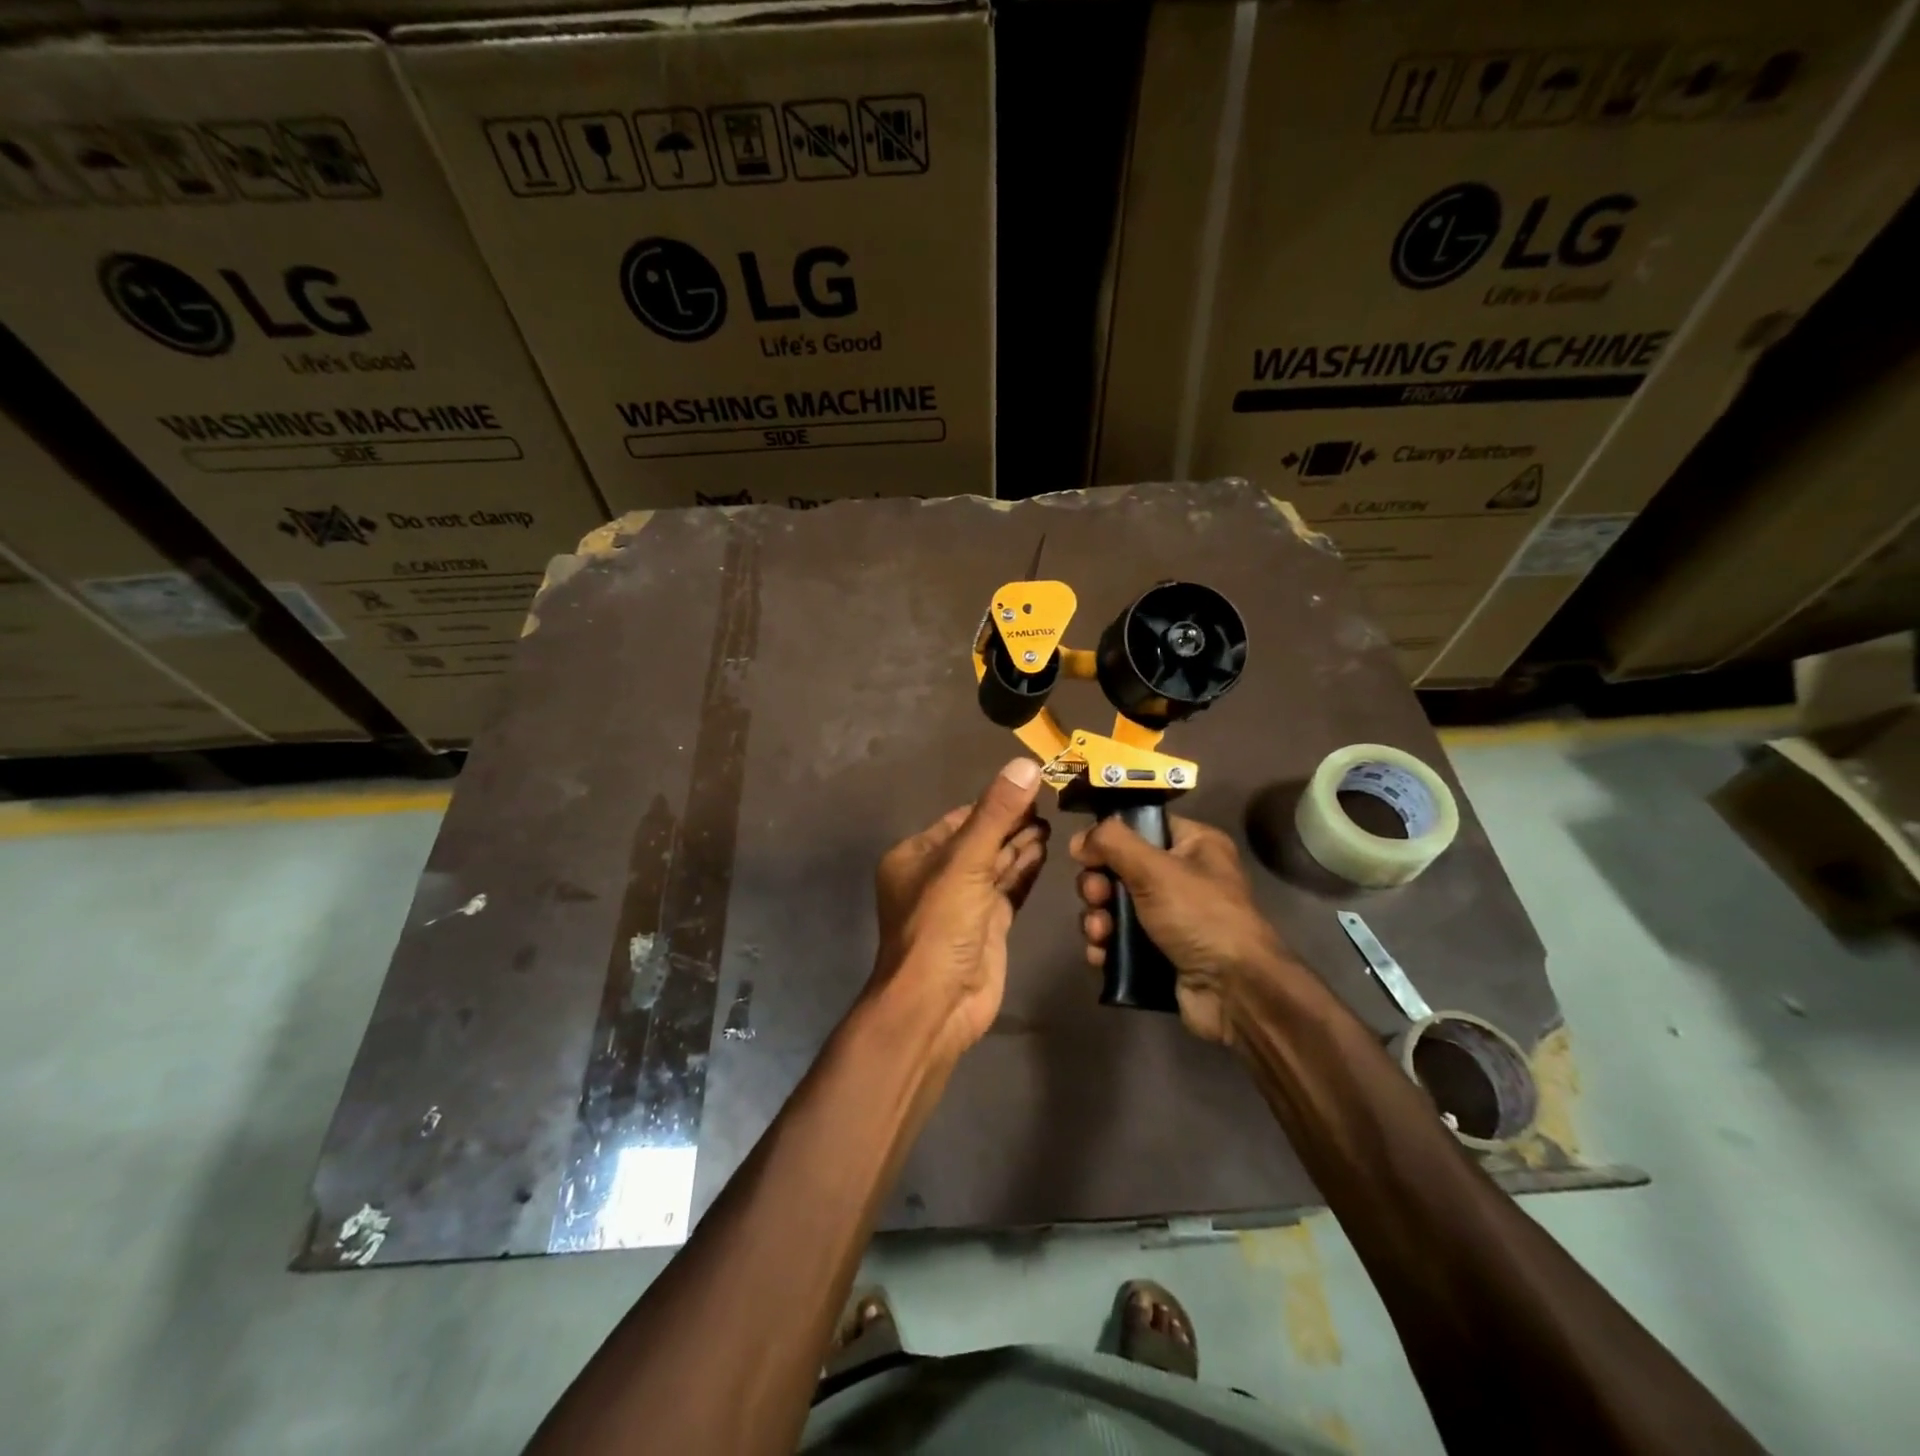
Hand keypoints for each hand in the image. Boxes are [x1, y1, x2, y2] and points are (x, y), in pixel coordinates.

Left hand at [870, 758, 1049, 1055]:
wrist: (936, 1005)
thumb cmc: (940, 926)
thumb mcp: (966, 862)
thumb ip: (997, 814)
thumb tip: (1026, 764)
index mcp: (916, 856)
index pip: (960, 818)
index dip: (995, 802)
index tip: (1031, 784)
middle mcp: (937, 876)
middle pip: (981, 839)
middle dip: (1012, 822)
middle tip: (1049, 801)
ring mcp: (963, 903)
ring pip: (996, 864)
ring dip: (1021, 844)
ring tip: (1052, 823)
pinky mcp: (986, 926)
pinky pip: (1008, 890)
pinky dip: (1025, 870)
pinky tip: (1044, 851)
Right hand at [1071, 815, 1288, 1046]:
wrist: (1233, 992)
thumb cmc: (1199, 916)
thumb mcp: (1155, 869)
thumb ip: (1112, 843)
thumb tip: (1079, 839)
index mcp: (1194, 846)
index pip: (1142, 826)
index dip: (1110, 837)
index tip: (1085, 853)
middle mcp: (1184, 877)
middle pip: (1120, 868)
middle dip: (1098, 886)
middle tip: (1096, 898)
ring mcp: (1171, 917)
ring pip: (1115, 906)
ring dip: (1097, 918)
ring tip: (1099, 934)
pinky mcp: (1160, 952)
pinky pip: (1120, 939)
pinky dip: (1106, 945)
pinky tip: (1101, 955)